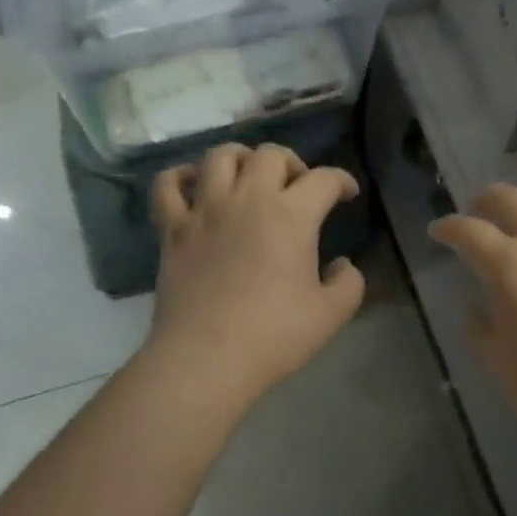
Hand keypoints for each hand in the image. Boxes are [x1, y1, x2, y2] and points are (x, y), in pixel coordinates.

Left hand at [146, 143, 364, 405]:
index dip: (342, 181)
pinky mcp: (172, 229)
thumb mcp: (332, 314)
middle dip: (293, 163)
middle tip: (297, 188)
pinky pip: (167, 185)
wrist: (206, 360)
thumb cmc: (274, 336)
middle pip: (271, 155)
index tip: (347, 194)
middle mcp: (248, 199)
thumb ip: (349, 282)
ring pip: (220, 156)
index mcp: (292, 215)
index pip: (324, 179)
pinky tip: (194, 185)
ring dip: (241, 158)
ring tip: (249, 177)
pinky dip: (180, 176)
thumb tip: (342, 264)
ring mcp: (205, 210)